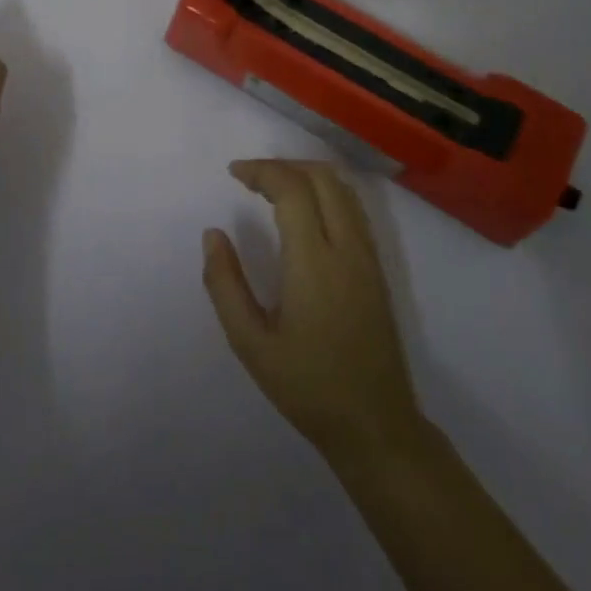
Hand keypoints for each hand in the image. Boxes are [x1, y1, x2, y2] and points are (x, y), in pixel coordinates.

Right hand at [203, 160, 422, 460]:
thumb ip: (225, 284)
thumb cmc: (307, 386)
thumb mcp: (250, 342)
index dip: (261, 170)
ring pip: (343, 189)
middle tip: (250, 178)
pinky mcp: (377, 269)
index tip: (233, 173)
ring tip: (272, 189)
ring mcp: (368, 257)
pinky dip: (326, 192)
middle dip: (283, 166)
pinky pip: (354, 209)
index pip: (292, 189)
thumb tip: (213, 234)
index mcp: (314, 263)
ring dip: (306, 175)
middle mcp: (347, 249)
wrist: (375, 424)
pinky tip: (304, 212)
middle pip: (321, 177)